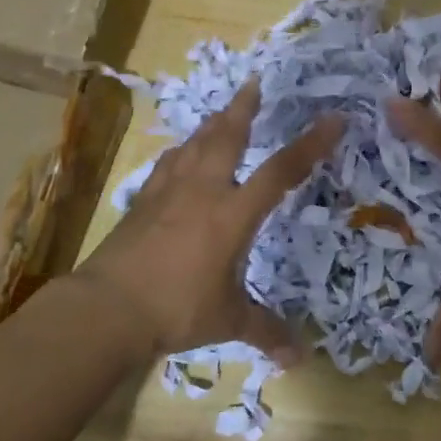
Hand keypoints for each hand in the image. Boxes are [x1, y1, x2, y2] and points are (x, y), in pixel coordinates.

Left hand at [73, 82, 342, 363]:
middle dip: (245, 108)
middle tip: (255, 82)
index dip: (311, 145)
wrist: (107, 307)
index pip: (280, 172)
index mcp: (232, 214)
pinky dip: (181, 152)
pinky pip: (168, 166)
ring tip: (222, 111)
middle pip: (228, 138)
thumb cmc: (176, 308)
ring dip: (212, 124)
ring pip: (195, 145)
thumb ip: (264, 331)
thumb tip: (297, 358)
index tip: (333, 119)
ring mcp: (168, 193)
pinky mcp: (142, 202)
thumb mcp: (227, 320)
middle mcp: (203, 192)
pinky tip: (180, 153)